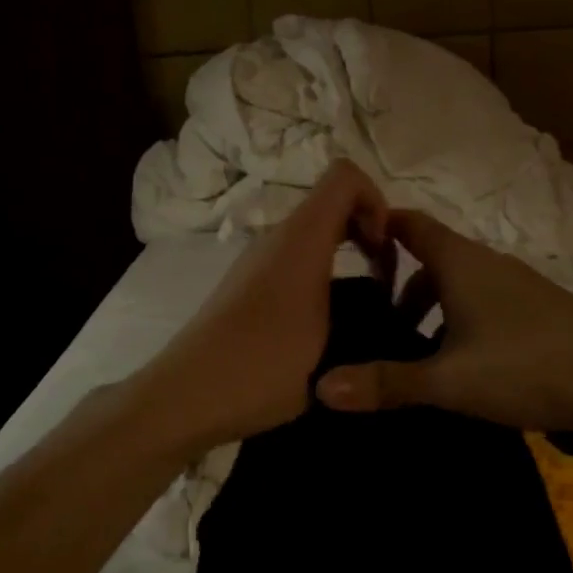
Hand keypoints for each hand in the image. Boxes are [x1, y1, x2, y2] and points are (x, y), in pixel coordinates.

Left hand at [135, 160, 392, 453]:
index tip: (386, 251)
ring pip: (312, 235)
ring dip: (345, 256)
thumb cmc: (264, 365)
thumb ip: (366, 313)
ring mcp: (257, 261)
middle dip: (367, 231)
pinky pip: (293, 259)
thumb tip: (385, 305)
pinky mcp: (245, 286)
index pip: (345, 176)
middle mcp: (276, 238)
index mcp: (301, 238)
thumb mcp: (333, 343)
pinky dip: (320, 274)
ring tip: (361, 306)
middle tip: (385, 280)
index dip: (377, 200)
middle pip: (331, 204)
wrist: (187, 396)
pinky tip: (325, 321)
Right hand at [314, 210, 572, 439]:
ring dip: (432, 312)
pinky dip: (461, 324)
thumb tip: (320, 387)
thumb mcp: (450, 381)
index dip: (377, 228)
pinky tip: (465, 368)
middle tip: (374, 327)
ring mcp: (518, 286)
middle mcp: (488, 264)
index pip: (409, 223)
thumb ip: (387, 383)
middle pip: (431, 260)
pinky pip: (484, 305)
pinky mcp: (539, 310)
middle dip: (399, 288)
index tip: (345, 252)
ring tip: (416, 357)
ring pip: (459, 286)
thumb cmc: (530, 366)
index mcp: (461, 263)